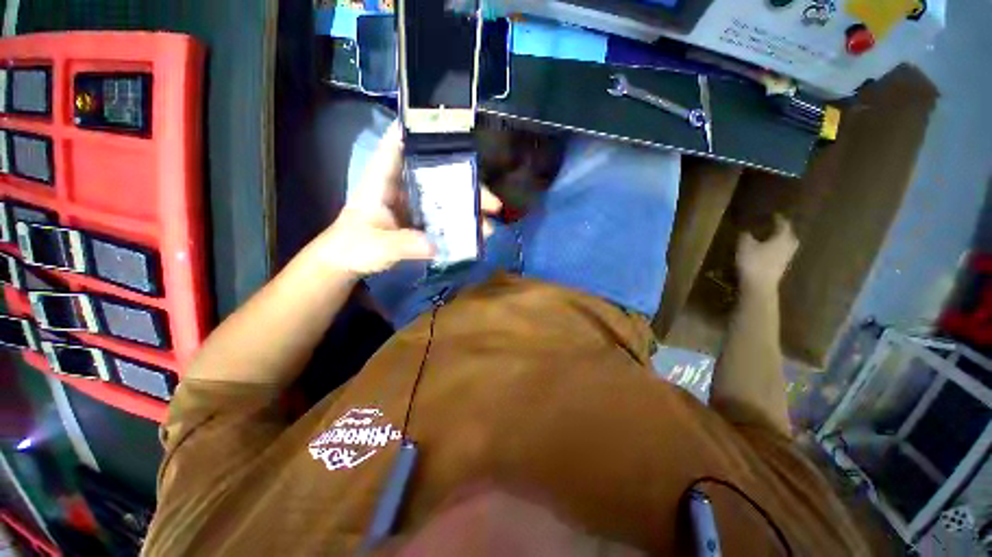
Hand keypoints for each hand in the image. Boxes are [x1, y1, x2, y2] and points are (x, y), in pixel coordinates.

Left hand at [314, 122, 501, 276]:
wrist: (348, 263)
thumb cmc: (353, 247)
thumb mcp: (377, 245)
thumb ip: (404, 244)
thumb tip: (435, 245)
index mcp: (383, 181)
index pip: (397, 145)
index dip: (418, 131)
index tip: (448, 127)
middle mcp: (403, 186)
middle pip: (437, 174)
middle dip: (466, 184)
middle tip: (492, 202)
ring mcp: (413, 204)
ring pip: (445, 197)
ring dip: (469, 208)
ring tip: (489, 225)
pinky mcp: (419, 220)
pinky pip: (443, 216)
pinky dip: (459, 223)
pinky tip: (475, 233)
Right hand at [736, 215, 798, 294]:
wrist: (759, 285)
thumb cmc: (753, 262)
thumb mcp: (745, 245)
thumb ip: (746, 236)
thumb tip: (746, 230)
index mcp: (782, 237)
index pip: (783, 224)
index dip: (778, 219)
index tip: (774, 214)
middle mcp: (788, 246)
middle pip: (789, 235)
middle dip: (783, 230)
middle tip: (776, 226)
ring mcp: (787, 258)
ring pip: (787, 245)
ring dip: (781, 240)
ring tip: (772, 238)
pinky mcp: (782, 267)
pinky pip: (782, 253)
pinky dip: (777, 249)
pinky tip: (769, 251)